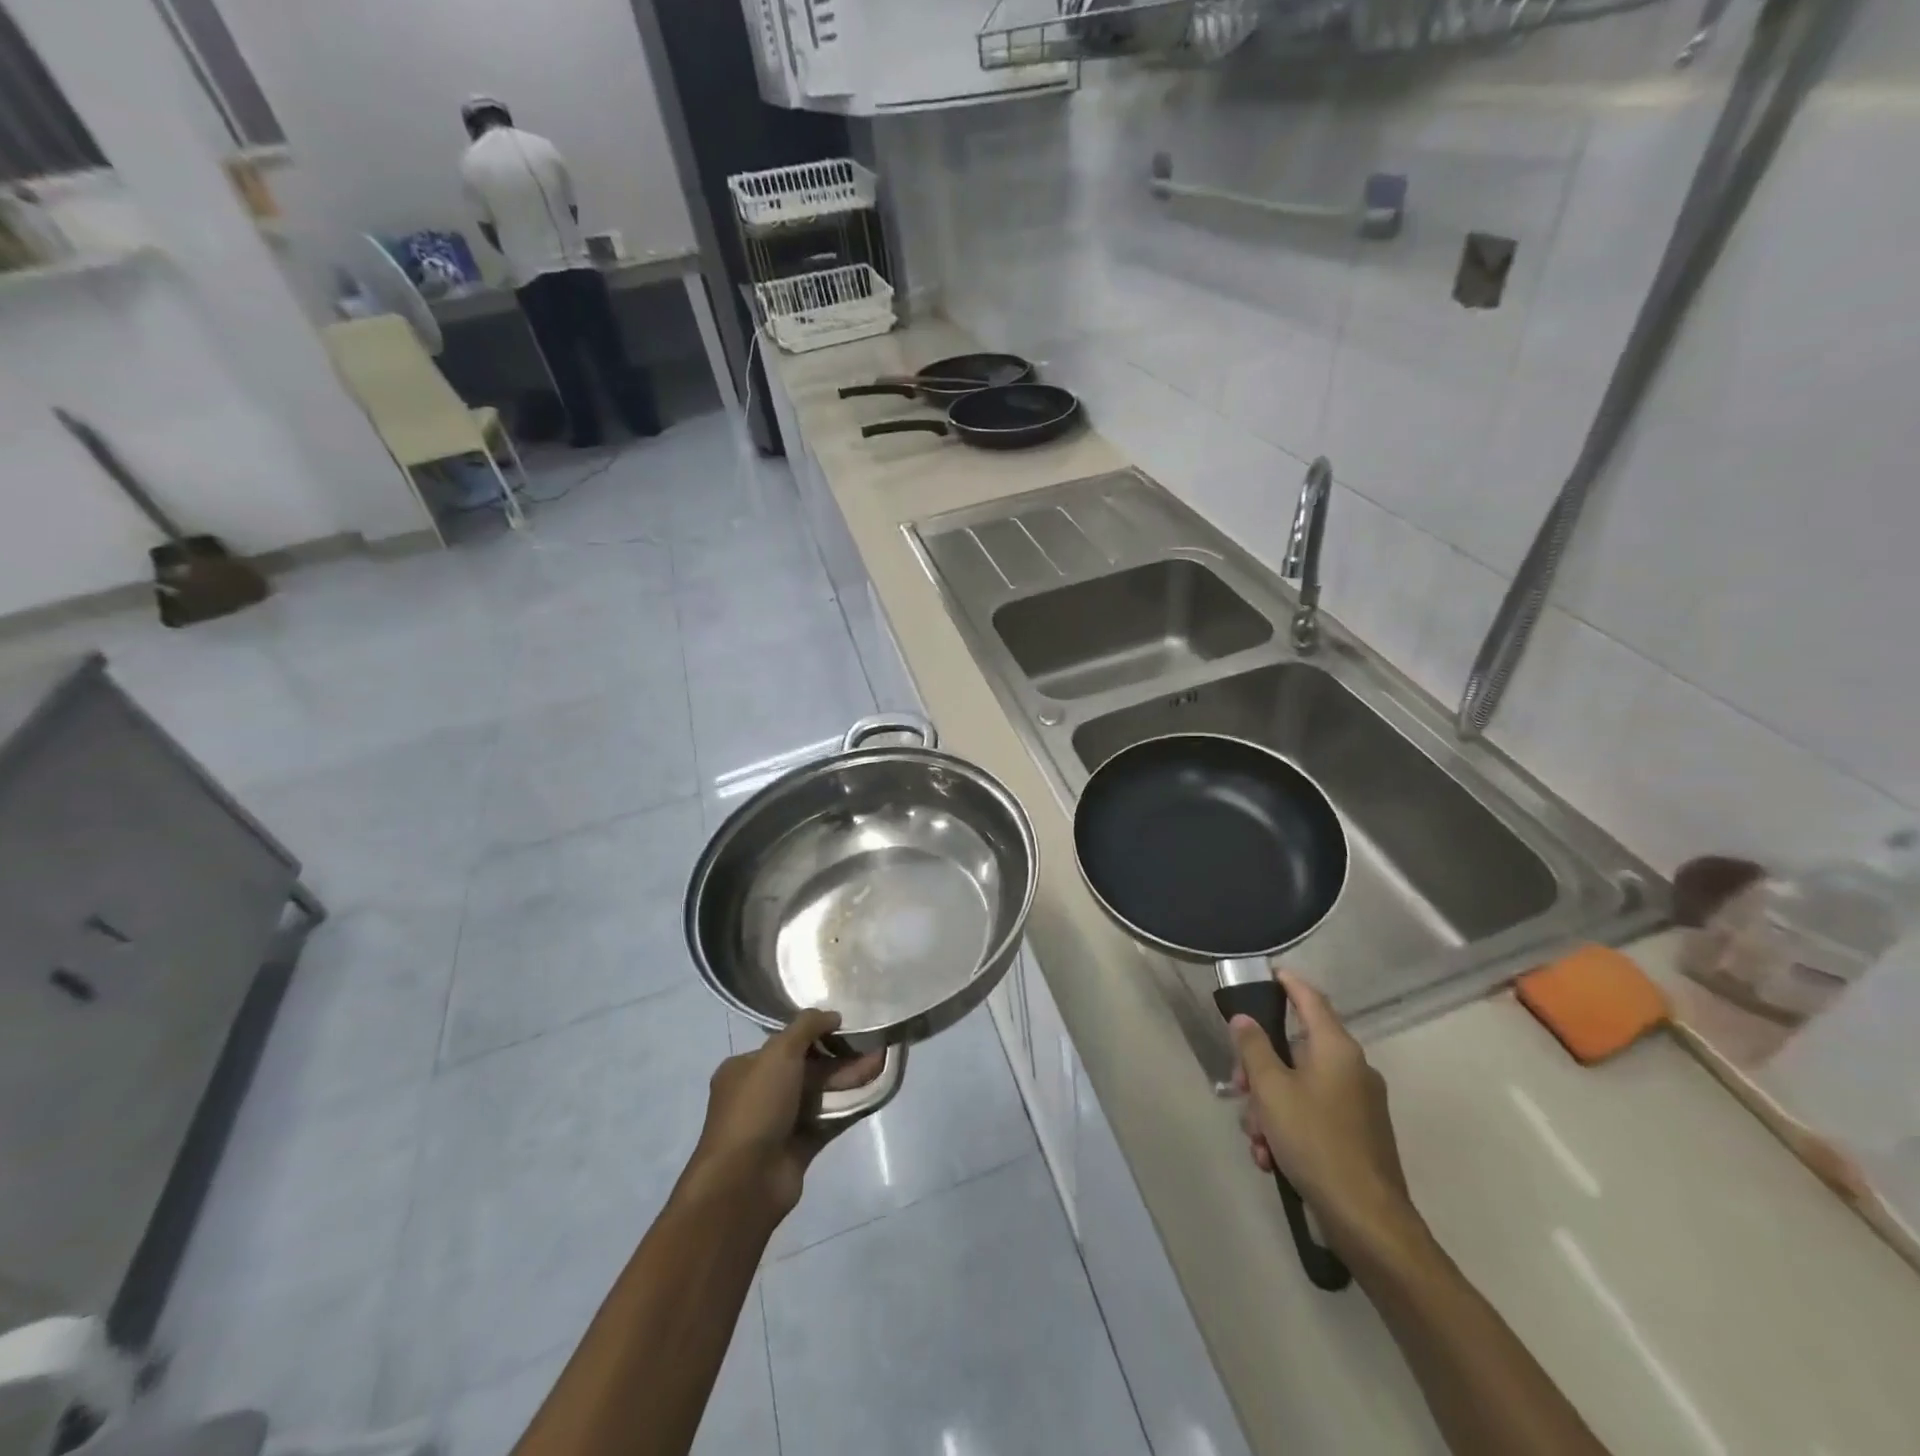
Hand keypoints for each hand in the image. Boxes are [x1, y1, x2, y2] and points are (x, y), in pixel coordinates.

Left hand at [683, 1009, 885, 1220]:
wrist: (745, 1181)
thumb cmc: (756, 1107)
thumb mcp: (778, 1053)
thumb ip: (806, 1027)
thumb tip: (832, 1014)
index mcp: (745, 1069)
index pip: (784, 1043)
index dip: (815, 1033)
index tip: (845, 1026)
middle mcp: (760, 1093)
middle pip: (806, 1068)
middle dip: (839, 1057)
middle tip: (871, 1047)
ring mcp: (779, 1123)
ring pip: (820, 1094)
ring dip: (848, 1079)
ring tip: (879, 1066)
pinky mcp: (798, 1148)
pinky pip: (828, 1121)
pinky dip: (849, 1107)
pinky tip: (873, 1094)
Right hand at [1228, 971, 1422, 1262]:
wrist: (1368, 1221)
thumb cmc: (1316, 1142)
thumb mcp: (1272, 1091)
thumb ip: (1254, 1048)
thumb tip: (1244, 1019)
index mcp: (1337, 1049)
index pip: (1311, 1000)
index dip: (1289, 984)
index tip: (1270, 973)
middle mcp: (1352, 1069)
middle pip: (1295, 1049)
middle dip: (1259, 1070)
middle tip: (1237, 1089)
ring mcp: (1358, 1104)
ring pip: (1299, 1087)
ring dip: (1269, 1107)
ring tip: (1256, 1140)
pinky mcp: (1358, 1135)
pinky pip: (1313, 1115)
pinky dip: (1288, 1128)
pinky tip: (1271, 1159)